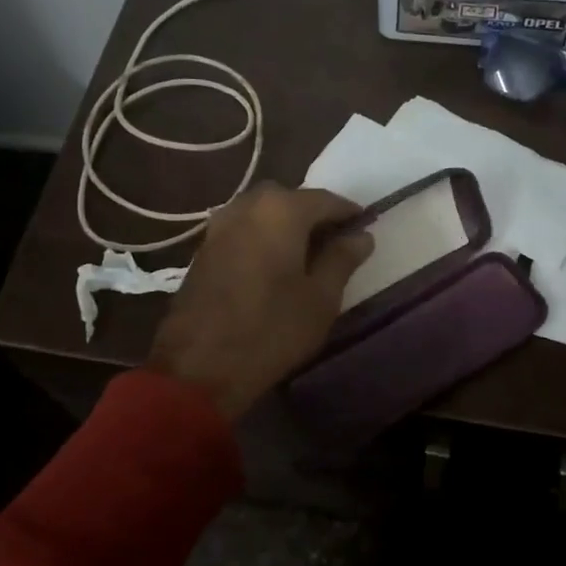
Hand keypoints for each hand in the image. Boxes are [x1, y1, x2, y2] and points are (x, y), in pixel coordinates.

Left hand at [146, 184, 373, 419]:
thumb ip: (342, 259)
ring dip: (286, 226)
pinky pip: (243, 229)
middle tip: (335, 244)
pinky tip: (274, 265)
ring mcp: (219, 225)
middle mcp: (247, 206)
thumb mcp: (321, 298)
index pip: (326, 199)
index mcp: (281, 210)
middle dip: (314, 216)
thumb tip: (362, 236)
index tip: (366, 228)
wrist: (198, 366)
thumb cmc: (271, 330)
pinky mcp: (203, 248)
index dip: (349, 213)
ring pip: (263, 213)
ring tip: (306, 257)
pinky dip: (263, 237)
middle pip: (290, 199)